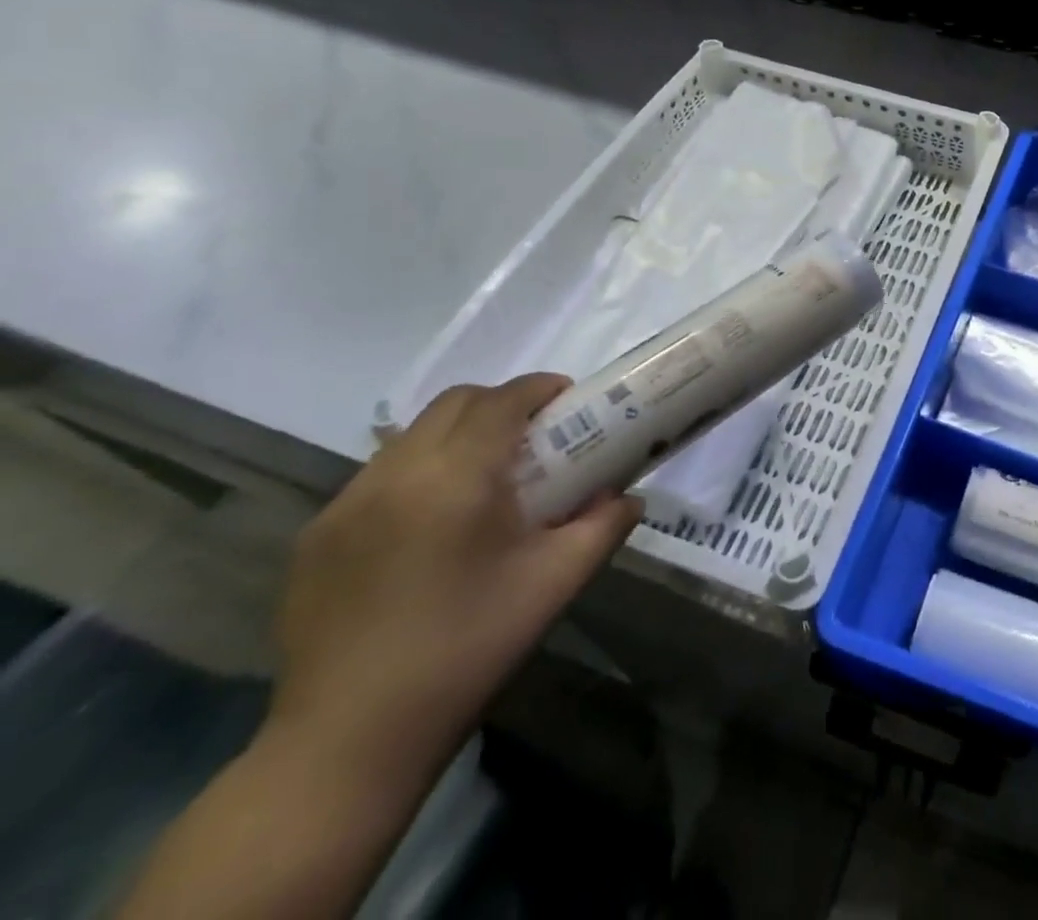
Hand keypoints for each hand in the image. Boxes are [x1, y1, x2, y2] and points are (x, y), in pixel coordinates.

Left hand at [269, 375, 641, 780]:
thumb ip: (604, 526)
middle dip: (500, 403)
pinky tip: (432, 524)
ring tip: (485, 478)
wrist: (350, 741)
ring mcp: (344, 505)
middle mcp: (394, 475)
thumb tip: (629, 497)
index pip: (501, 401)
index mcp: (455, 479)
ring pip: (411, 436)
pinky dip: (417, 472)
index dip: (539, 389)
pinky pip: (377, 476)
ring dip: (456, 435)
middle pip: (453, 403)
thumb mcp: (555, 583)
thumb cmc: (468, 649)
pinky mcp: (315, 538)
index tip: (568, 400)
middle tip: (534, 436)